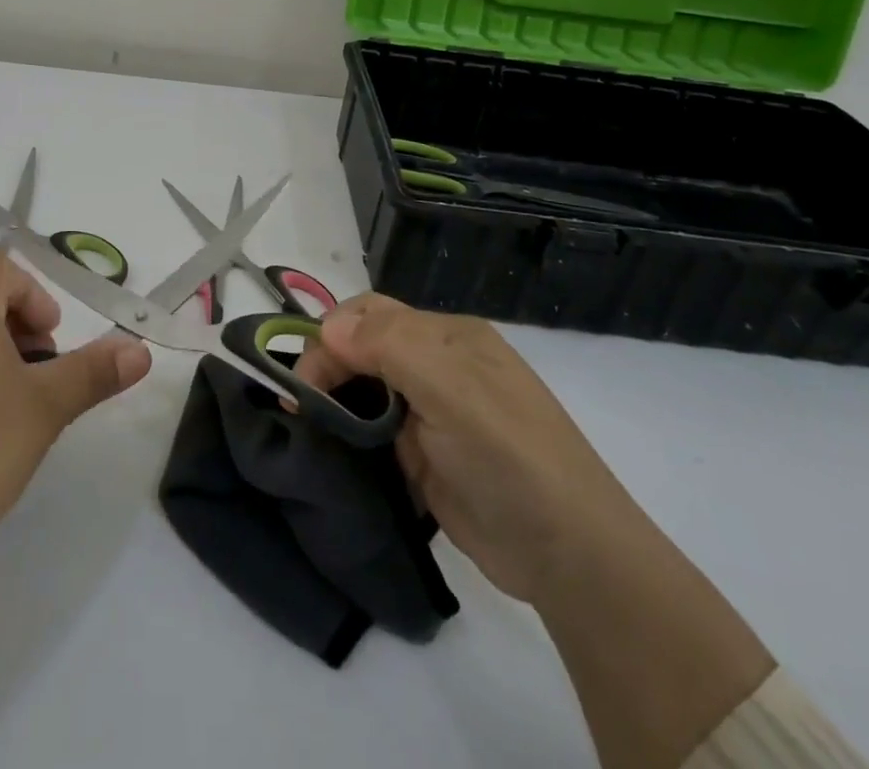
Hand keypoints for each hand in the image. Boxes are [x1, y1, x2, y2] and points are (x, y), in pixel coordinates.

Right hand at [297, 294, 773, 768]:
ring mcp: (431, 412)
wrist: (568, 555)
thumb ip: (389, 346)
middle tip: (300, 403)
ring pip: (365, 387)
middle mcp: (438, 366)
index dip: (332, 335)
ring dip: (334, 398)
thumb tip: (327, 326)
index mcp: (449, 337)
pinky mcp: (423, 456)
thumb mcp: (452, 388)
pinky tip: (330, 444)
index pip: (372, 314)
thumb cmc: (509, 455)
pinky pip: (373, 430)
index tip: (305, 376)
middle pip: (364, 346)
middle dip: (327, 364)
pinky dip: (348, 431)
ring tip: (305, 421)